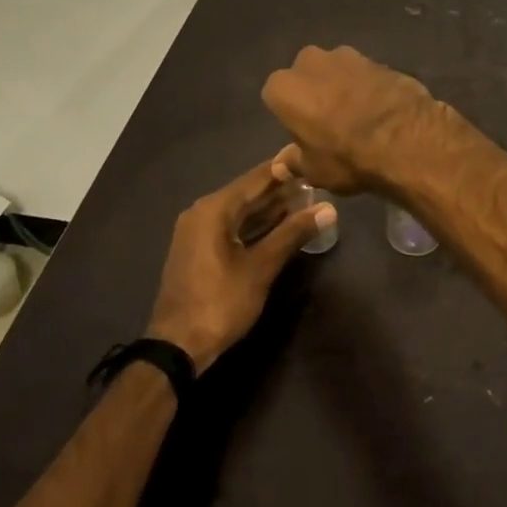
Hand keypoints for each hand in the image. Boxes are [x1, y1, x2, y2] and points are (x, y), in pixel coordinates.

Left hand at [145, 158, 334, 371]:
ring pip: (240, 212)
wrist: (177, 347)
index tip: (313, 158)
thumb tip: (329, 208)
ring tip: (306, 202)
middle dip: (281, 190)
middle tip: (316, 183)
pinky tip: (280, 227)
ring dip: (270, 209)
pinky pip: (232, 227)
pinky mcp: (199, 250)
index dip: (285, 169)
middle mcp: (202, 212)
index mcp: (214, 209)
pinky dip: (255, 226)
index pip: (256, 178)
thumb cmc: (220, 302)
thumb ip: (293, 233)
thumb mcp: (261, 267)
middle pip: (247, 193)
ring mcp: (198, 232)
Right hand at [261, 45, 440, 194]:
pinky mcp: (378, 58)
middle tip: (329, 122)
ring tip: (359, 115)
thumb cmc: (346, 157)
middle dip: (314, 92)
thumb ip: (295, 161)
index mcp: (284, 87)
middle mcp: (309, 62)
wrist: (405, 139)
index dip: (291, 115)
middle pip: (305, 76)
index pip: (276, 97)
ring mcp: (347, 55)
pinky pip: (364, 74)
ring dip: (342, 86)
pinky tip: (380, 108)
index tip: (305, 133)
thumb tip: (283, 164)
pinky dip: (368, 87)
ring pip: (336, 70)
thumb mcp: (314, 170)